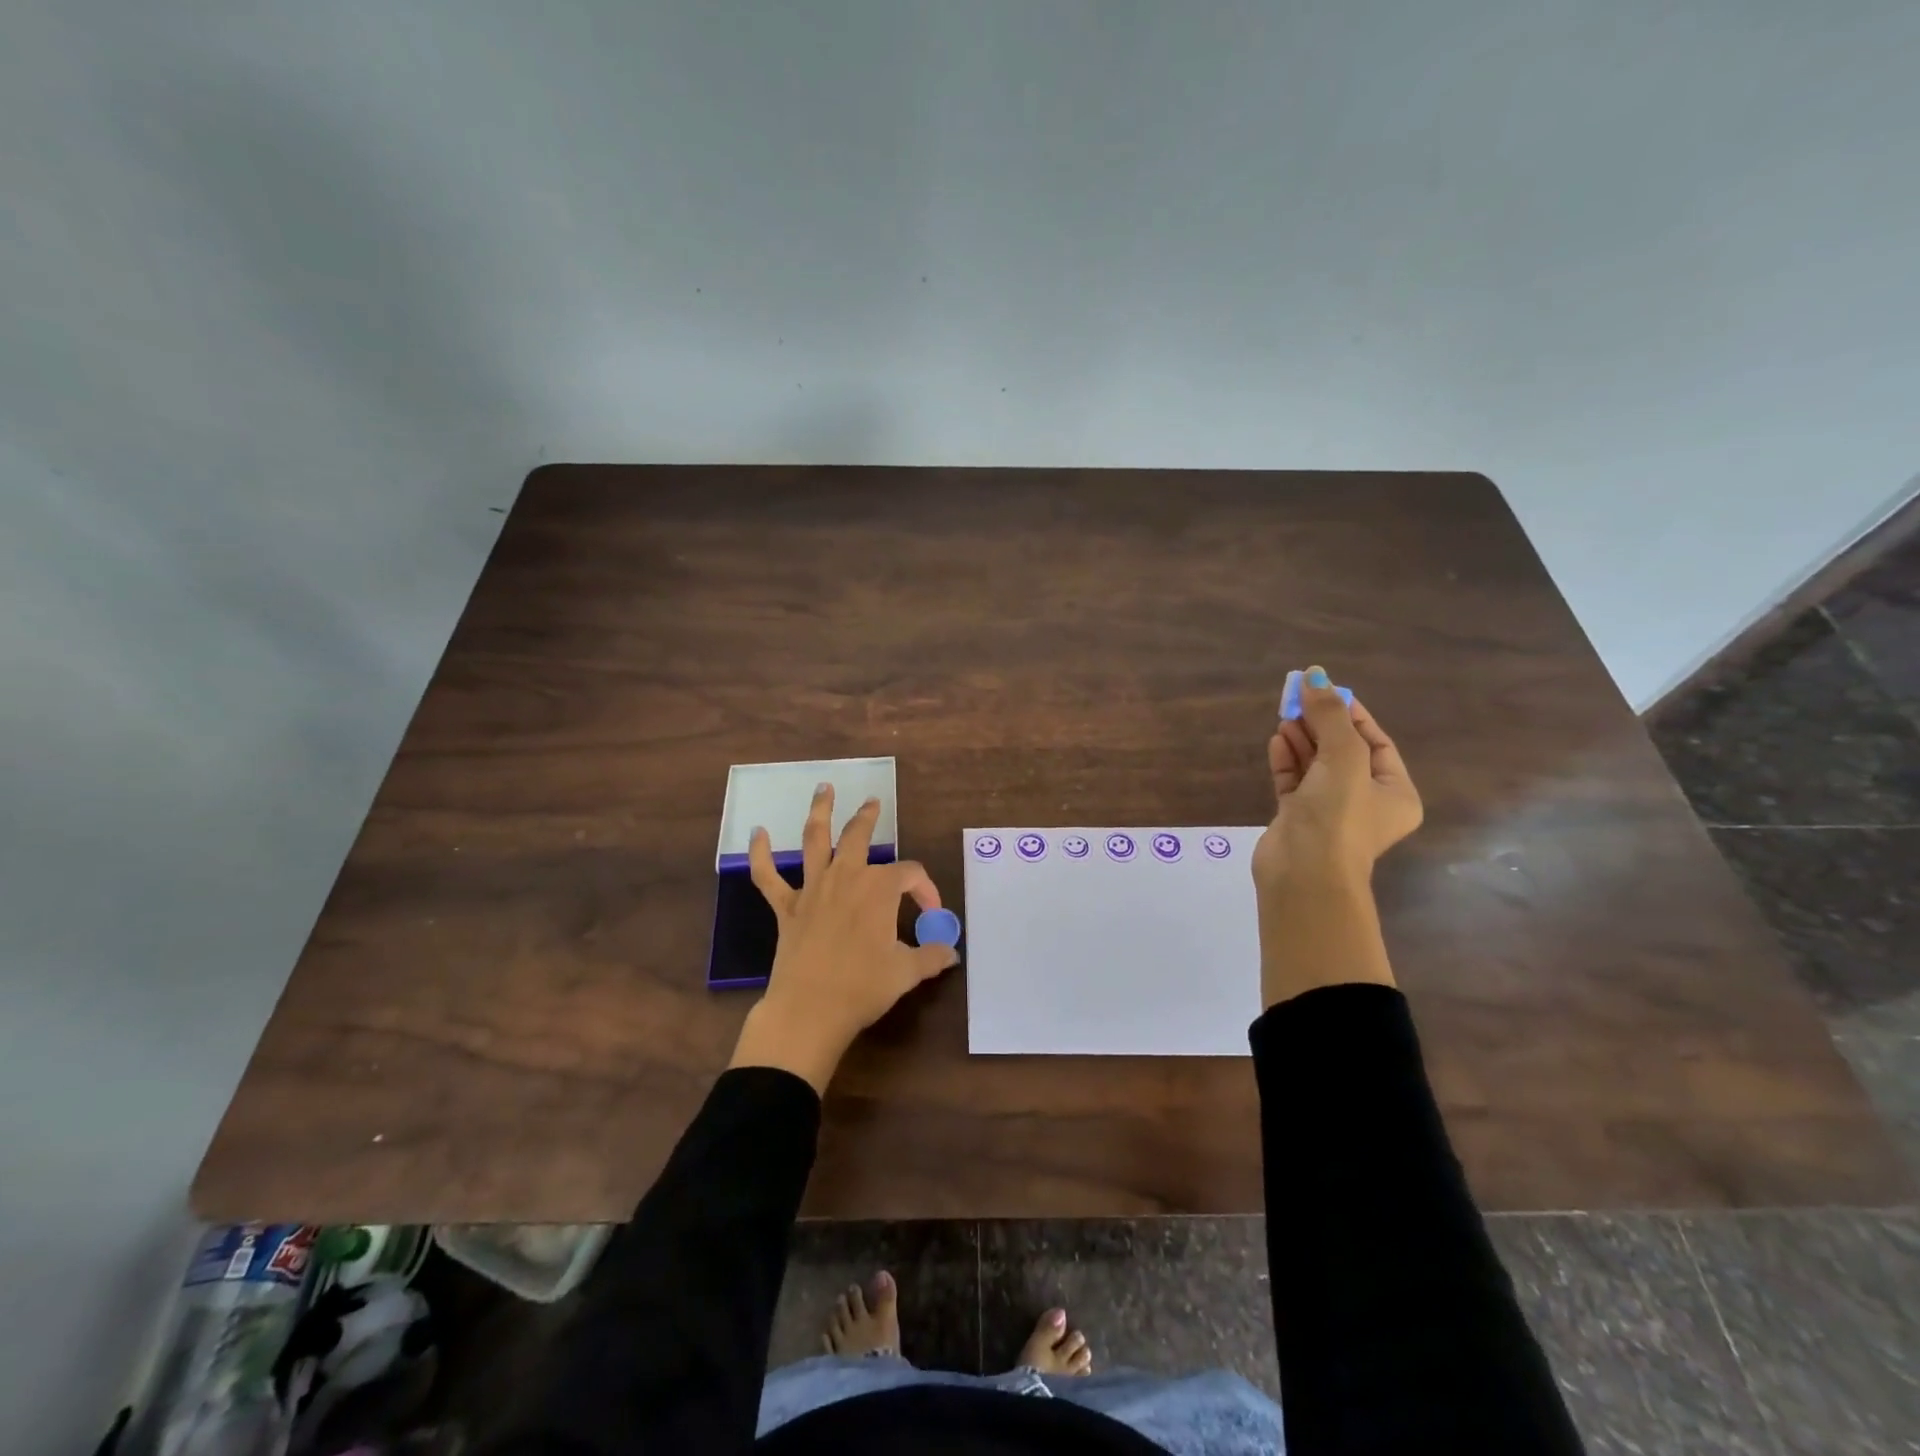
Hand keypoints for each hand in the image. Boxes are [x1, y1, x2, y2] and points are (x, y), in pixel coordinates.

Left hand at [728, 784, 958, 1093]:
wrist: (809, 1010)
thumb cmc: (863, 987)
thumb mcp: (907, 973)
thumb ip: (932, 957)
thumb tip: (952, 954)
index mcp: (879, 889)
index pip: (909, 875)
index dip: (925, 889)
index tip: (932, 913)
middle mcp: (846, 877)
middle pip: (859, 836)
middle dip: (868, 817)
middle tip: (873, 802)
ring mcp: (813, 889)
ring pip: (815, 840)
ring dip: (820, 811)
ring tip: (824, 788)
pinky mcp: (786, 907)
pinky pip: (768, 876)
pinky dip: (760, 854)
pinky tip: (756, 833)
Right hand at [1252, 667, 1421, 1004]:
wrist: (1304, 875)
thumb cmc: (1338, 815)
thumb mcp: (1342, 757)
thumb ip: (1329, 715)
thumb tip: (1315, 674)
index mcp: (1395, 792)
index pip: (1376, 742)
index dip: (1352, 714)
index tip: (1326, 690)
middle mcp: (1365, 802)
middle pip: (1343, 751)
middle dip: (1321, 724)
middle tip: (1297, 698)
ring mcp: (1329, 812)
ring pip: (1316, 766)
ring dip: (1302, 739)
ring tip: (1284, 715)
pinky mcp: (1297, 819)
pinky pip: (1294, 782)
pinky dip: (1286, 760)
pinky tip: (1276, 740)